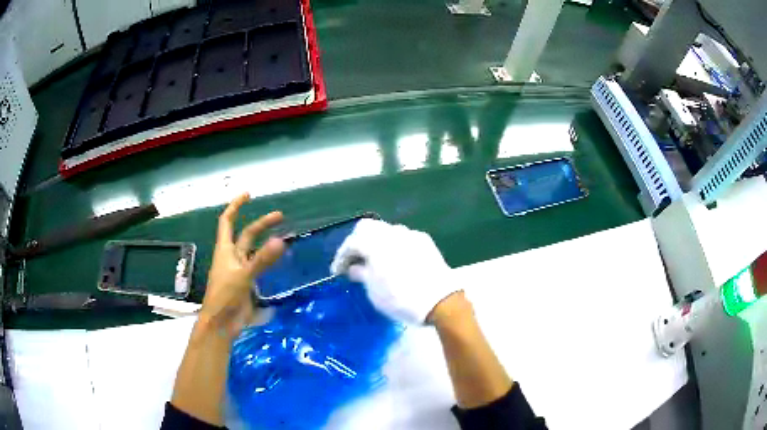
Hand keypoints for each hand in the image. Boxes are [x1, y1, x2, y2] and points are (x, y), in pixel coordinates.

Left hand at [201, 193, 284, 338]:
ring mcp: (240, 271)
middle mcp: (232, 257)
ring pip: (254, 251)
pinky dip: (268, 260)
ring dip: (266, 242)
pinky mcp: (247, 284)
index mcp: (225, 250)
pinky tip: (279, 261)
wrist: (222, 324)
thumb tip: (282, 240)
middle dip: (261, 224)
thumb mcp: (243, 276)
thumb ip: (262, 259)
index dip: (236, 206)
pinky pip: (259, 267)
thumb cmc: (225, 297)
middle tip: (280, 216)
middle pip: (246, 235)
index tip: (249, 195)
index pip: (228, 221)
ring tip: (284, 237)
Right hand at [330, 219, 459, 324]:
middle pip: (367, 228)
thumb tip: (354, 268)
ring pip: (385, 231)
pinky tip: (394, 261)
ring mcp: (410, 235)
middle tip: (354, 261)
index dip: (341, 257)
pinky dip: (392, 246)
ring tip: (373, 262)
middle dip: (357, 243)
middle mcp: (392, 232)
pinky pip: (402, 238)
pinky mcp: (424, 241)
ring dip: (375, 243)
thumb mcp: (374, 291)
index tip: (337, 272)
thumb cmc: (401, 299)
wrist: (441, 301)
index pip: (351, 243)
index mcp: (376, 243)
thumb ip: (361, 274)